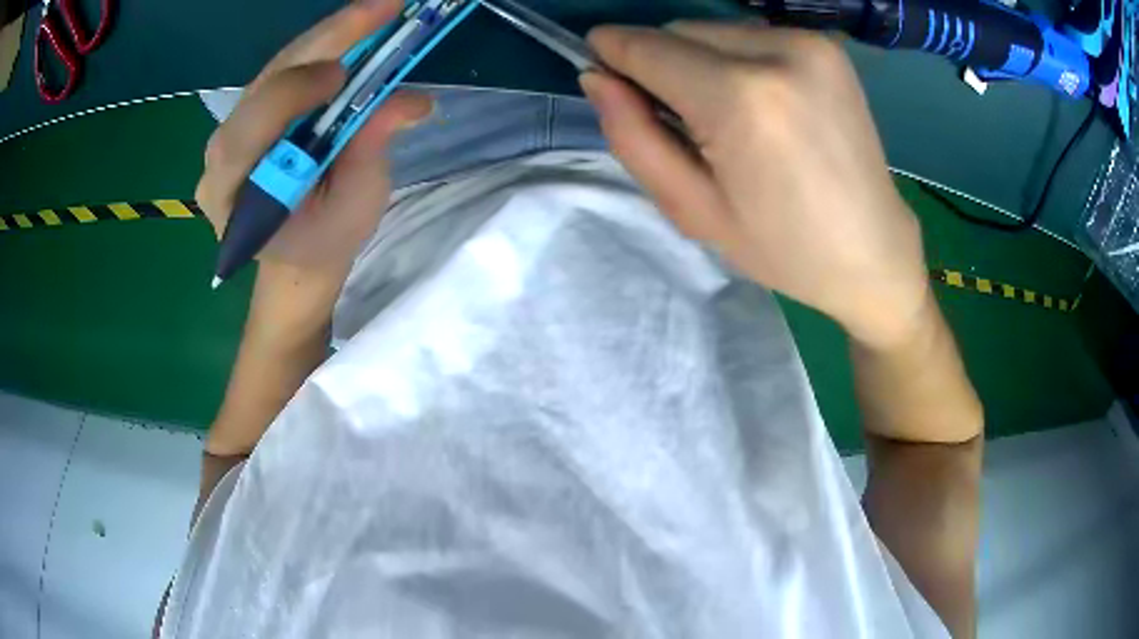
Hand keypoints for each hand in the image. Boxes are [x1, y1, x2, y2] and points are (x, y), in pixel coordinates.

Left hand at [196, 0, 432, 282]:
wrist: (298, 252)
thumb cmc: (322, 241)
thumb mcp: (351, 209)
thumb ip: (368, 153)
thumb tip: (412, 100)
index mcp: (231, 191)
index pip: (249, 131)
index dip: (292, 95)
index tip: (344, 73)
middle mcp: (222, 151)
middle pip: (266, 83)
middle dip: (325, 41)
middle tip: (381, 7)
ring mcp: (236, 125)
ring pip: (278, 66)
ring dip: (330, 35)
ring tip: (377, 11)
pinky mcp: (256, 109)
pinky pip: (287, 68)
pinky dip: (325, 46)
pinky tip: (357, 29)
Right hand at [582, 23, 930, 348]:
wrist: (873, 251)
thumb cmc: (783, 248)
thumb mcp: (693, 210)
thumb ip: (633, 136)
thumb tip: (596, 77)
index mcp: (741, 99)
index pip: (647, 47)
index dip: (612, 54)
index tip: (600, 70)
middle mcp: (778, 52)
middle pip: (679, 30)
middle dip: (661, 63)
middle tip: (682, 121)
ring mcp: (810, 43)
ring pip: (714, 29)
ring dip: (699, 61)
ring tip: (728, 118)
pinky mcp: (827, 47)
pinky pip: (751, 37)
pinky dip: (737, 60)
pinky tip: (761, 105)